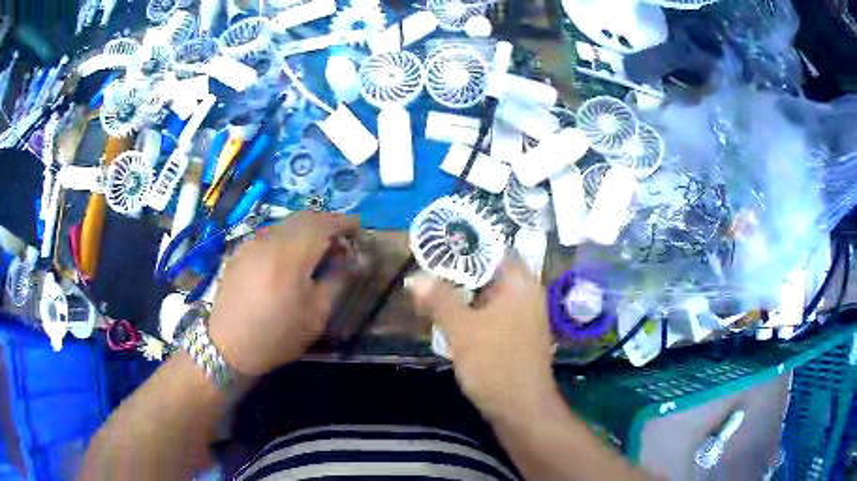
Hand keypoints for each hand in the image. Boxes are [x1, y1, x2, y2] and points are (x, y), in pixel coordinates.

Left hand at [208, 212, 359, 375]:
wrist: (227, 347)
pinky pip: (268, 235)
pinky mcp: (239, 252)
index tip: (359, 228)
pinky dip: (285, 239)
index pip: (324, 223)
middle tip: (340, 240)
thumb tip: (349, 260)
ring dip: (304, 230)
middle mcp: (269, 239)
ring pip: (284, 225)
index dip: (344, 222)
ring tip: (315, 250)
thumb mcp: (315, 315)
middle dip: (325, 223)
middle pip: (303, 218)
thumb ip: (335, 281)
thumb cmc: (276, 335)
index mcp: (291, 254)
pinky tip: (287, 259)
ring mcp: (250, 243)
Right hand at [407, 253, 557, 419]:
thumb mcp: (462, 330)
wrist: (521, 409)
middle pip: (489, 272)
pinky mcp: (515, 335)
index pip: (494, 249)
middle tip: (426, 268)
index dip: (465, 244)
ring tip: (430, 290)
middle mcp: (526, 295)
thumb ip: (439, 300)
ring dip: (462, 294)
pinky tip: (448, 317)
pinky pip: (491, 313)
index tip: (437, 244)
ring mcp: (522, 316)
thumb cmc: (496, 364)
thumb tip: (415, 276)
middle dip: (457, 272)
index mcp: (521, 284)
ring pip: (488, 295)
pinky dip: (471, 312)